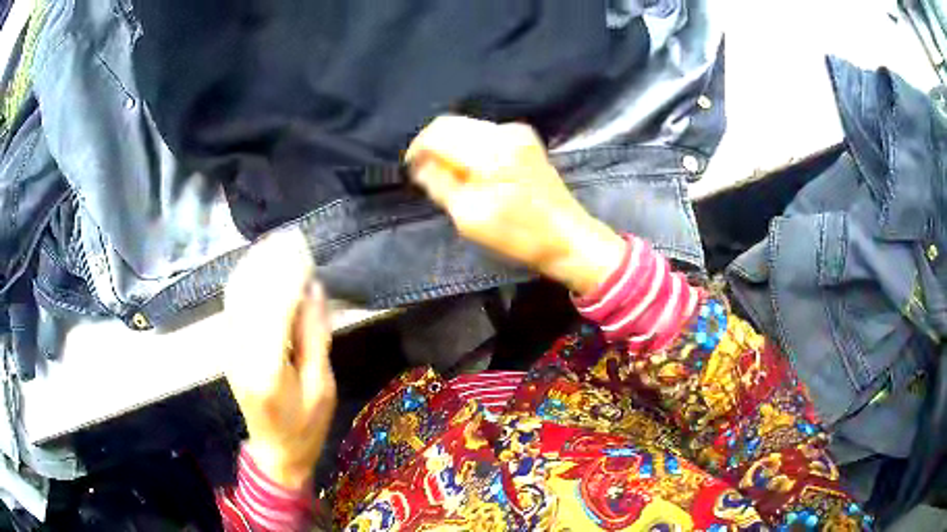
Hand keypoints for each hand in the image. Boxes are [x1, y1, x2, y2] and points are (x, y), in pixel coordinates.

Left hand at [224, 232, 336, 489]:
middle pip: (251, 295)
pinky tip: (257, 263)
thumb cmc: (305, 425)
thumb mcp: (322, 387)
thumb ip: (315, 335)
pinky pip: (232, 304)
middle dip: (270, 262)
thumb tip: (312, 289)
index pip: (274, 309)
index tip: (304, 250)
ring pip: (237, 295)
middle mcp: (241, 353)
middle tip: (291, 237)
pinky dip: (244, 278)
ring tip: (275, 241)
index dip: (288, 275)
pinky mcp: (228, 346)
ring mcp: (230, 348)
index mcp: (268, 369)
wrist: (275, 450)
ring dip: (254, 264)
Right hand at [405, 115, 624, 294]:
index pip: (438, 132)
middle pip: (451, 124)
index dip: (418, 149)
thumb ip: (441, 185)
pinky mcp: (525, 139)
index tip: (412, 171)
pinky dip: (469, 148)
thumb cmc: (520, 235)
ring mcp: (517, 132)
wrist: (568, 238)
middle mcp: (504, 131)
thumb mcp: (471, 218)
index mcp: (490, 151)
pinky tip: (472, 172)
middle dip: (433, 147)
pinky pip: (484, 134)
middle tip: (428, 176)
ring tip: (451, 177)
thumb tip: (420, 165)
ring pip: (467, 127)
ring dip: (451, 147)